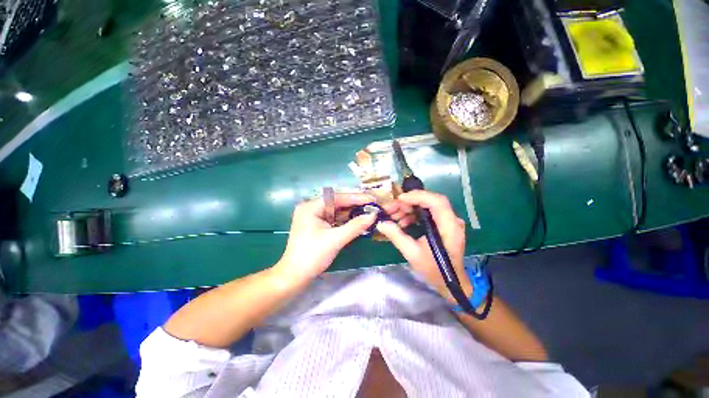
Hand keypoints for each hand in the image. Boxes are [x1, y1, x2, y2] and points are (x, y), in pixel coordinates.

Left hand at [274, 193, 376, 283]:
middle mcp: (310, 208)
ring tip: (368, 211)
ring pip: (335, 211)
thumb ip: (355, 226)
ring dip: (351, 212)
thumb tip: (373, 215)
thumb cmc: (312, 256)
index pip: (337, 198)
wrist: (295, 276)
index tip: (372, 199)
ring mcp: (312, 216)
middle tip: (372, 205)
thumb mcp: (336, 239)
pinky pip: (333, 218)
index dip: (356, 198)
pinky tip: (357, 219)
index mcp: (310, 207)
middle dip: (354, 205)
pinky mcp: (316, 225)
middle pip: (336, 203)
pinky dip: (344, 220)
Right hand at [378, 190, 471, 302]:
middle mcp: (452, 221)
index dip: (417, 196)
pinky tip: (402, 222)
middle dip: (408, 202)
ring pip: (427, 206)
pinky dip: (414, 215)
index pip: (436, 202)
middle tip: (390, 208)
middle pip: (430, 201)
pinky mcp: (444, 224)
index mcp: (449, 228)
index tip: (399, 199)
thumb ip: (396, 236)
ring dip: (409, 208)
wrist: (451, 283)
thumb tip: (381, 223)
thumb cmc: (434, 271)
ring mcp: (449, 222)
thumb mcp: (412, 254)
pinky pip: (428, 213)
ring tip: (393, 216)